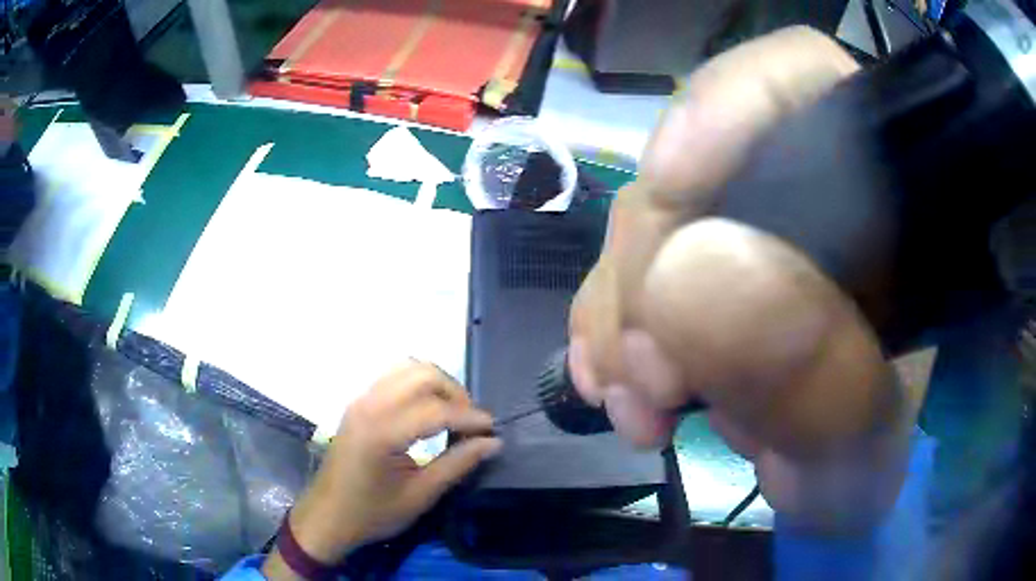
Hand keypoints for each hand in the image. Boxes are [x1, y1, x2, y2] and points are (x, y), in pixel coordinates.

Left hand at [264, 363, 499, 578]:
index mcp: (382, 432)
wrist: (327, 516)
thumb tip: (492, 443)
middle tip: (471, 422)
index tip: (493, 430)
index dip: (470, 417)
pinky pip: (393, 378)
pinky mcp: (358, 403)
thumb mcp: (420, 495)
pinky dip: (417, 386)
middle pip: (423, 375)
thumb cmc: (373, 513)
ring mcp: (361, 400)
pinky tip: (427, 411)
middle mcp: (369, 405)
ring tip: (452, 414)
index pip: (436, 410)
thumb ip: (457, 464)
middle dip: (455, 393)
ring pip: (407, 369)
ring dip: (436, 385)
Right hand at [568, 27, 913, 531]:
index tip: (670, 184)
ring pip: (658, 222)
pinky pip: (636, 271)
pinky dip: (611, 329)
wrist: (846, 492)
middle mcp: (816, 192)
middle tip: (651, 379)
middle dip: (657, 264)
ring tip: (635, 404)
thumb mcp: (862, 454)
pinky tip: (610, 383)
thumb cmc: (877, 470)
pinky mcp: (709, 274)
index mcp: (886, 196)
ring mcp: (755, 229)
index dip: (731, 104)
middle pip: (705, 163)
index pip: (805, 79)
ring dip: (626, 315)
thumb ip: (816, 382)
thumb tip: (692, 279)